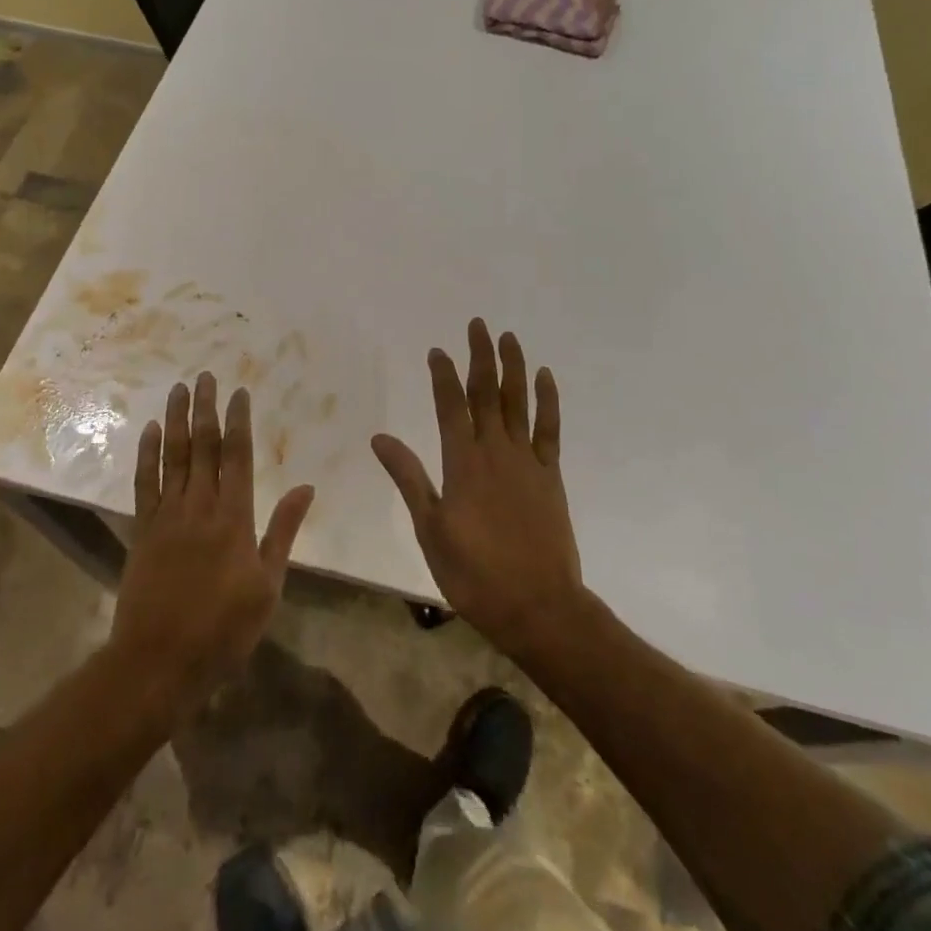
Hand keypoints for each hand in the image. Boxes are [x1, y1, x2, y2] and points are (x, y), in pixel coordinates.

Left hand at [110, 373, 315, 707]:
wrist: (159, 662)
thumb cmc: (223, 629)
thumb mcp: (268, 586)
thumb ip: (284, 532)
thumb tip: (305, 487)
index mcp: (234, 517)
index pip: (237, 456)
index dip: (239, 421)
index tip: (240, 391)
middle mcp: (199, 506)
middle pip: (204, 446)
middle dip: (206, 408)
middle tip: (205, 376)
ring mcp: (167, 516)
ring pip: (173, 456)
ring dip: (177, 420)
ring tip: (178, 389)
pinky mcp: (143, 530)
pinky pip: (144, 483)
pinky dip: (147, 454)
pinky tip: (151, 431)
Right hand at [372, 320, 585, 659]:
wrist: (537, 606)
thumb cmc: (474, 573)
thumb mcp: (430, 528)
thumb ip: (409, 478)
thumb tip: (380, 437)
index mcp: (462, 463)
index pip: (450, 406)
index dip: (443, 375)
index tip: (438, 350)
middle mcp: (495, 451)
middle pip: (486, 393)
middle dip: (480, 356)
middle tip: (478, 324)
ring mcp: (526, 460)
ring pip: (518, 402)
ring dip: (513, 367)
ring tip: (509, 337)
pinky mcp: (550, 475)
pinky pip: (549, 428)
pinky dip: (547, 401)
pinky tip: (545, 378)